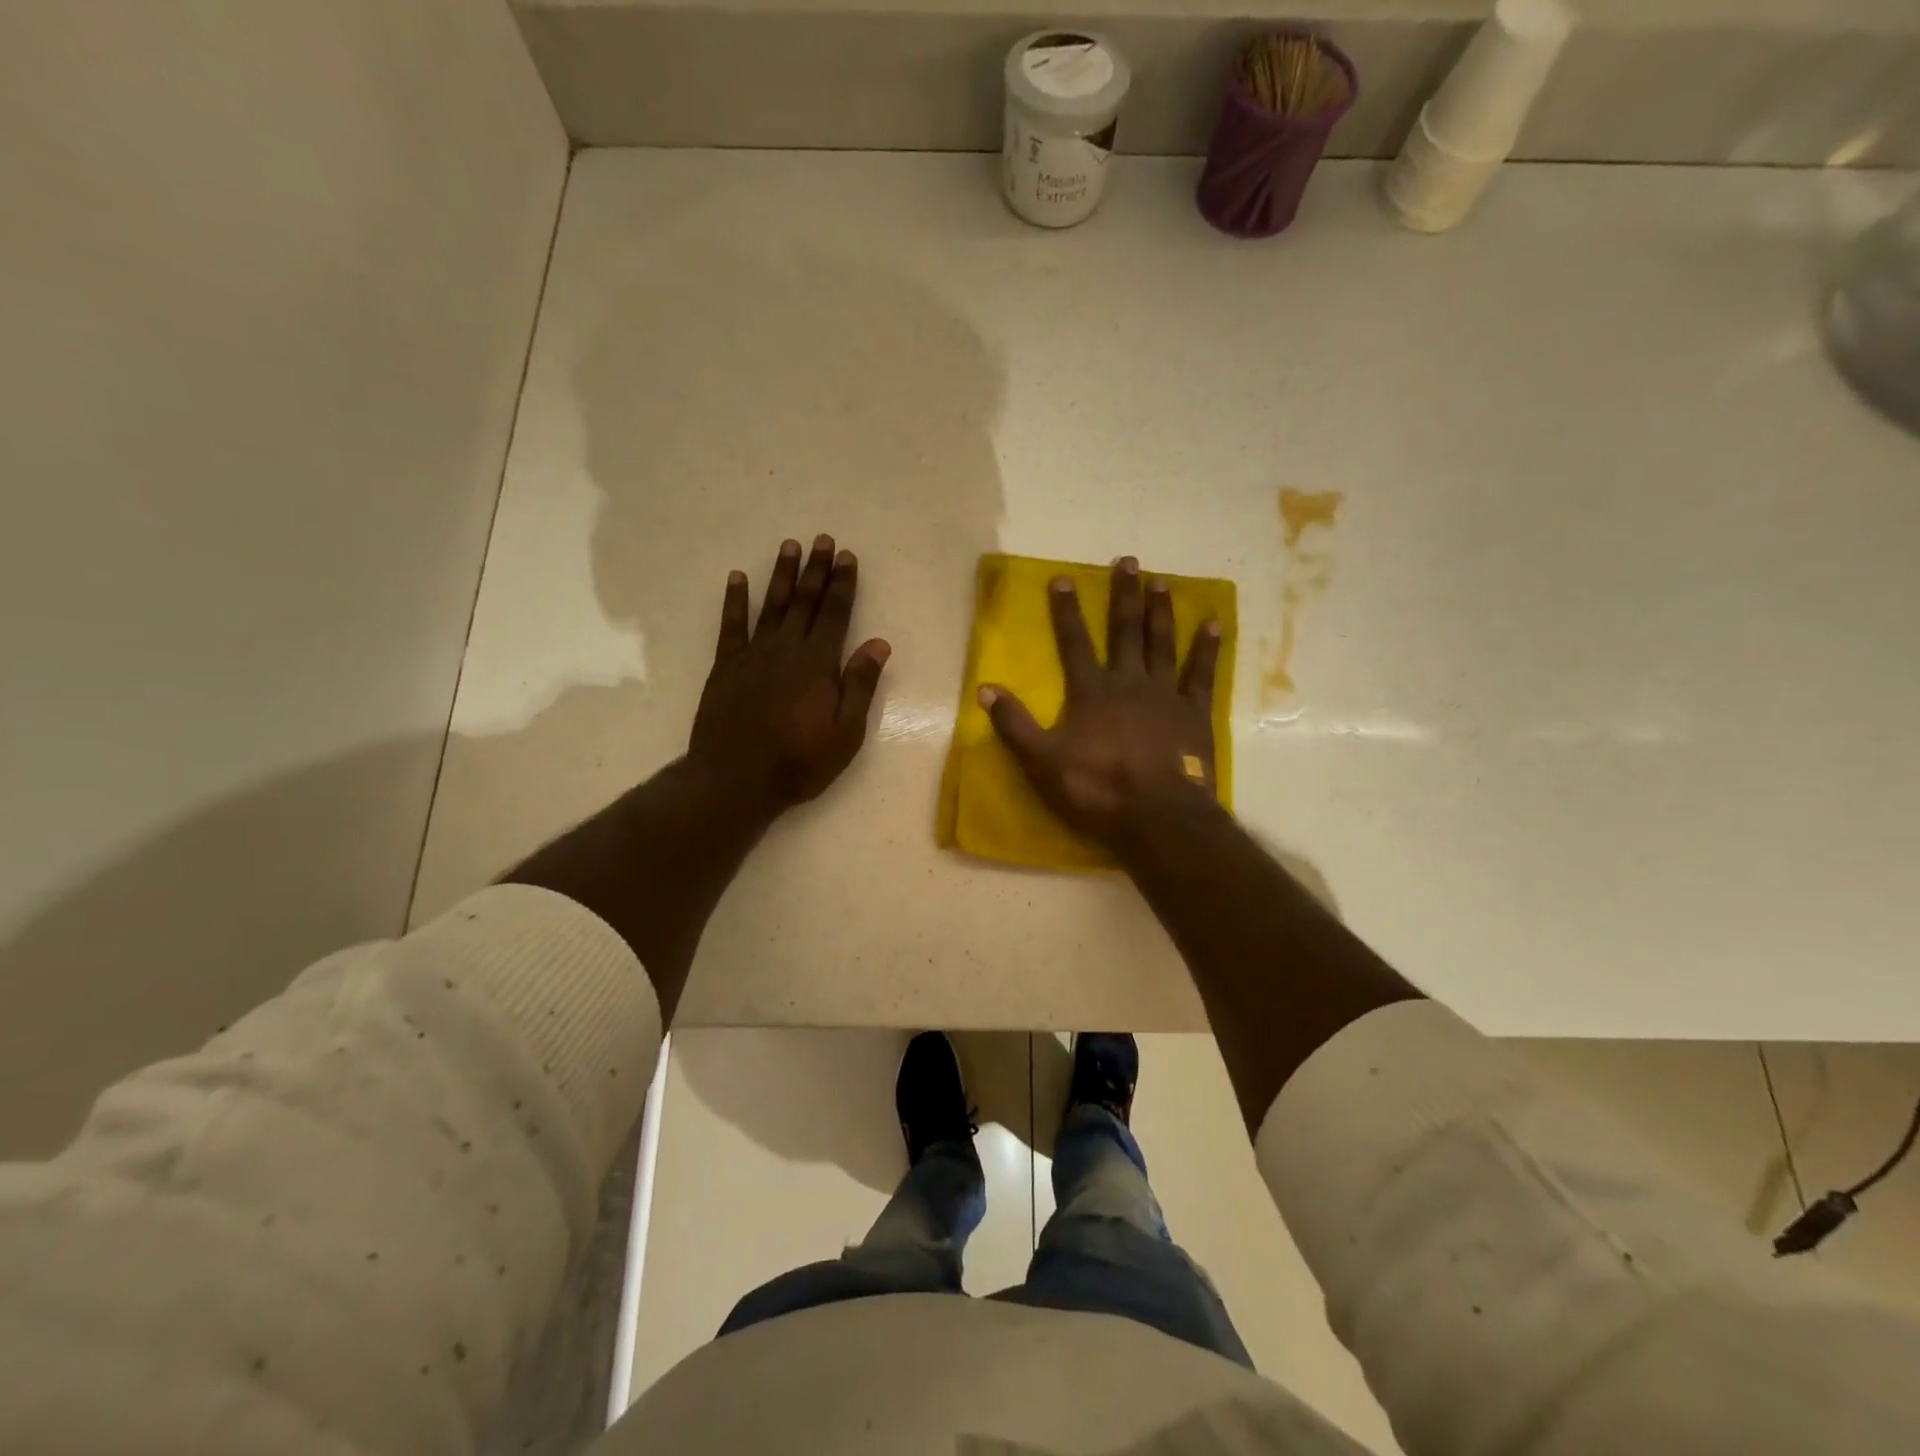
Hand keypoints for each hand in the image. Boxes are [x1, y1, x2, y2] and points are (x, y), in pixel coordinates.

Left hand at [688, 534, 891, 822]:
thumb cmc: (799, 761)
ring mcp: (753, 655)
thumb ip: (860, 685)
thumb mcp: (846, 732)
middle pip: (805, 601)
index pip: (836, 614)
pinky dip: (735, 600)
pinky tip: (738, 578)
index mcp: (819, 663)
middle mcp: (787, 649)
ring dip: (781, 575)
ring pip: (771, 605)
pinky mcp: (726, 667)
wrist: (736, 779)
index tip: (848, 557)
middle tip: (823, 540)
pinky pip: (731, 625)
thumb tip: (879, 644)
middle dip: (816, 570)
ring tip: (789, 546)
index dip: (843, 584)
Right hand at [979, 556, 1222, 850]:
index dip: (1066, 611)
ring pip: (1162, 644)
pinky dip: (1206, 649)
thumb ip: (1015, 725)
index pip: (1074, 643)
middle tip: (1128, 561)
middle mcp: (1129, 683)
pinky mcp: (1195, 714)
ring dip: (1161, 611)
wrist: (1159, 817)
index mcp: (1092, 693)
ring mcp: (1166, 696)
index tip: (1063, 578)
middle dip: (1123, 595)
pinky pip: (1202, 674)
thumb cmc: (1098, 790)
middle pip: (1125, 631)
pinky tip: (1213, 624)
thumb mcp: (1043, 762)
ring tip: (1161, 581)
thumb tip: (985, 688)